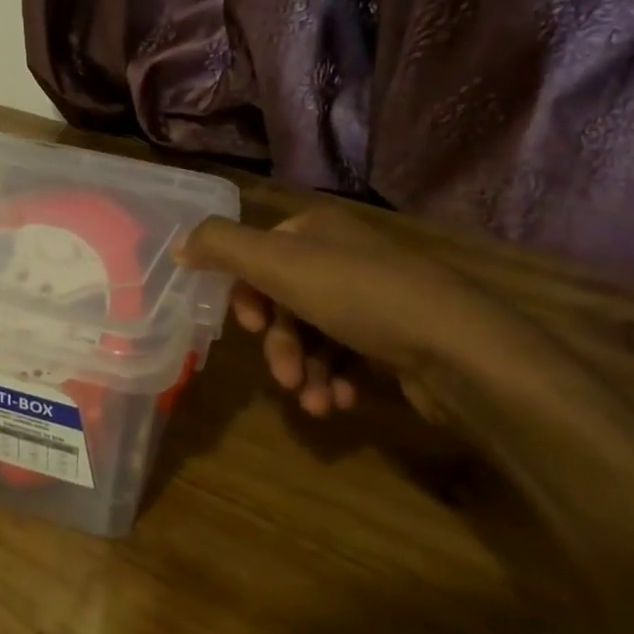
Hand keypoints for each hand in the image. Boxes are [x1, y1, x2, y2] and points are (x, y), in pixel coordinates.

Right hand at [177, 203, 543, 419]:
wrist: (455, 346)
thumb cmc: (357, 295)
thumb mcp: (276, 263)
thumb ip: (220, 248)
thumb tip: (178, 246)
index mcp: (316, 231)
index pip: (260, 256)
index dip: (248, 295)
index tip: (250, 328)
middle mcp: (344, 257)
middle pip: (285, 302)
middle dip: (279, 345)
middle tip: (282, 377)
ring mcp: (373, 298)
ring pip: (313, 335)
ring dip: (303, 372)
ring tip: (313, 402)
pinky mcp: (394, 339)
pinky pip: (345, 357)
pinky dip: (332, 380)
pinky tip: (336, 401)